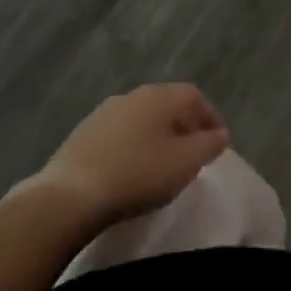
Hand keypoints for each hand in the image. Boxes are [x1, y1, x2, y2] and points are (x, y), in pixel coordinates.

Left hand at [27, 83, 230, 226]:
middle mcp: (132, 95)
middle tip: (193, 153)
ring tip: (162, 164)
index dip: (210, 116)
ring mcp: (104, 112)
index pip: (194, 95)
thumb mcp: (185, 163)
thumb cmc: (138, 174)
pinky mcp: (83, 133)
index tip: (217, 142)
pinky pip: (120, 133)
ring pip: (142, 118)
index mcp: (159, 96)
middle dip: (184, 126)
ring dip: (157, 135)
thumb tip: (220, 134)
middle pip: (167, 104)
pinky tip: (131, 169)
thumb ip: (209, 145)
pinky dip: (134, 145)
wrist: (70, 195)